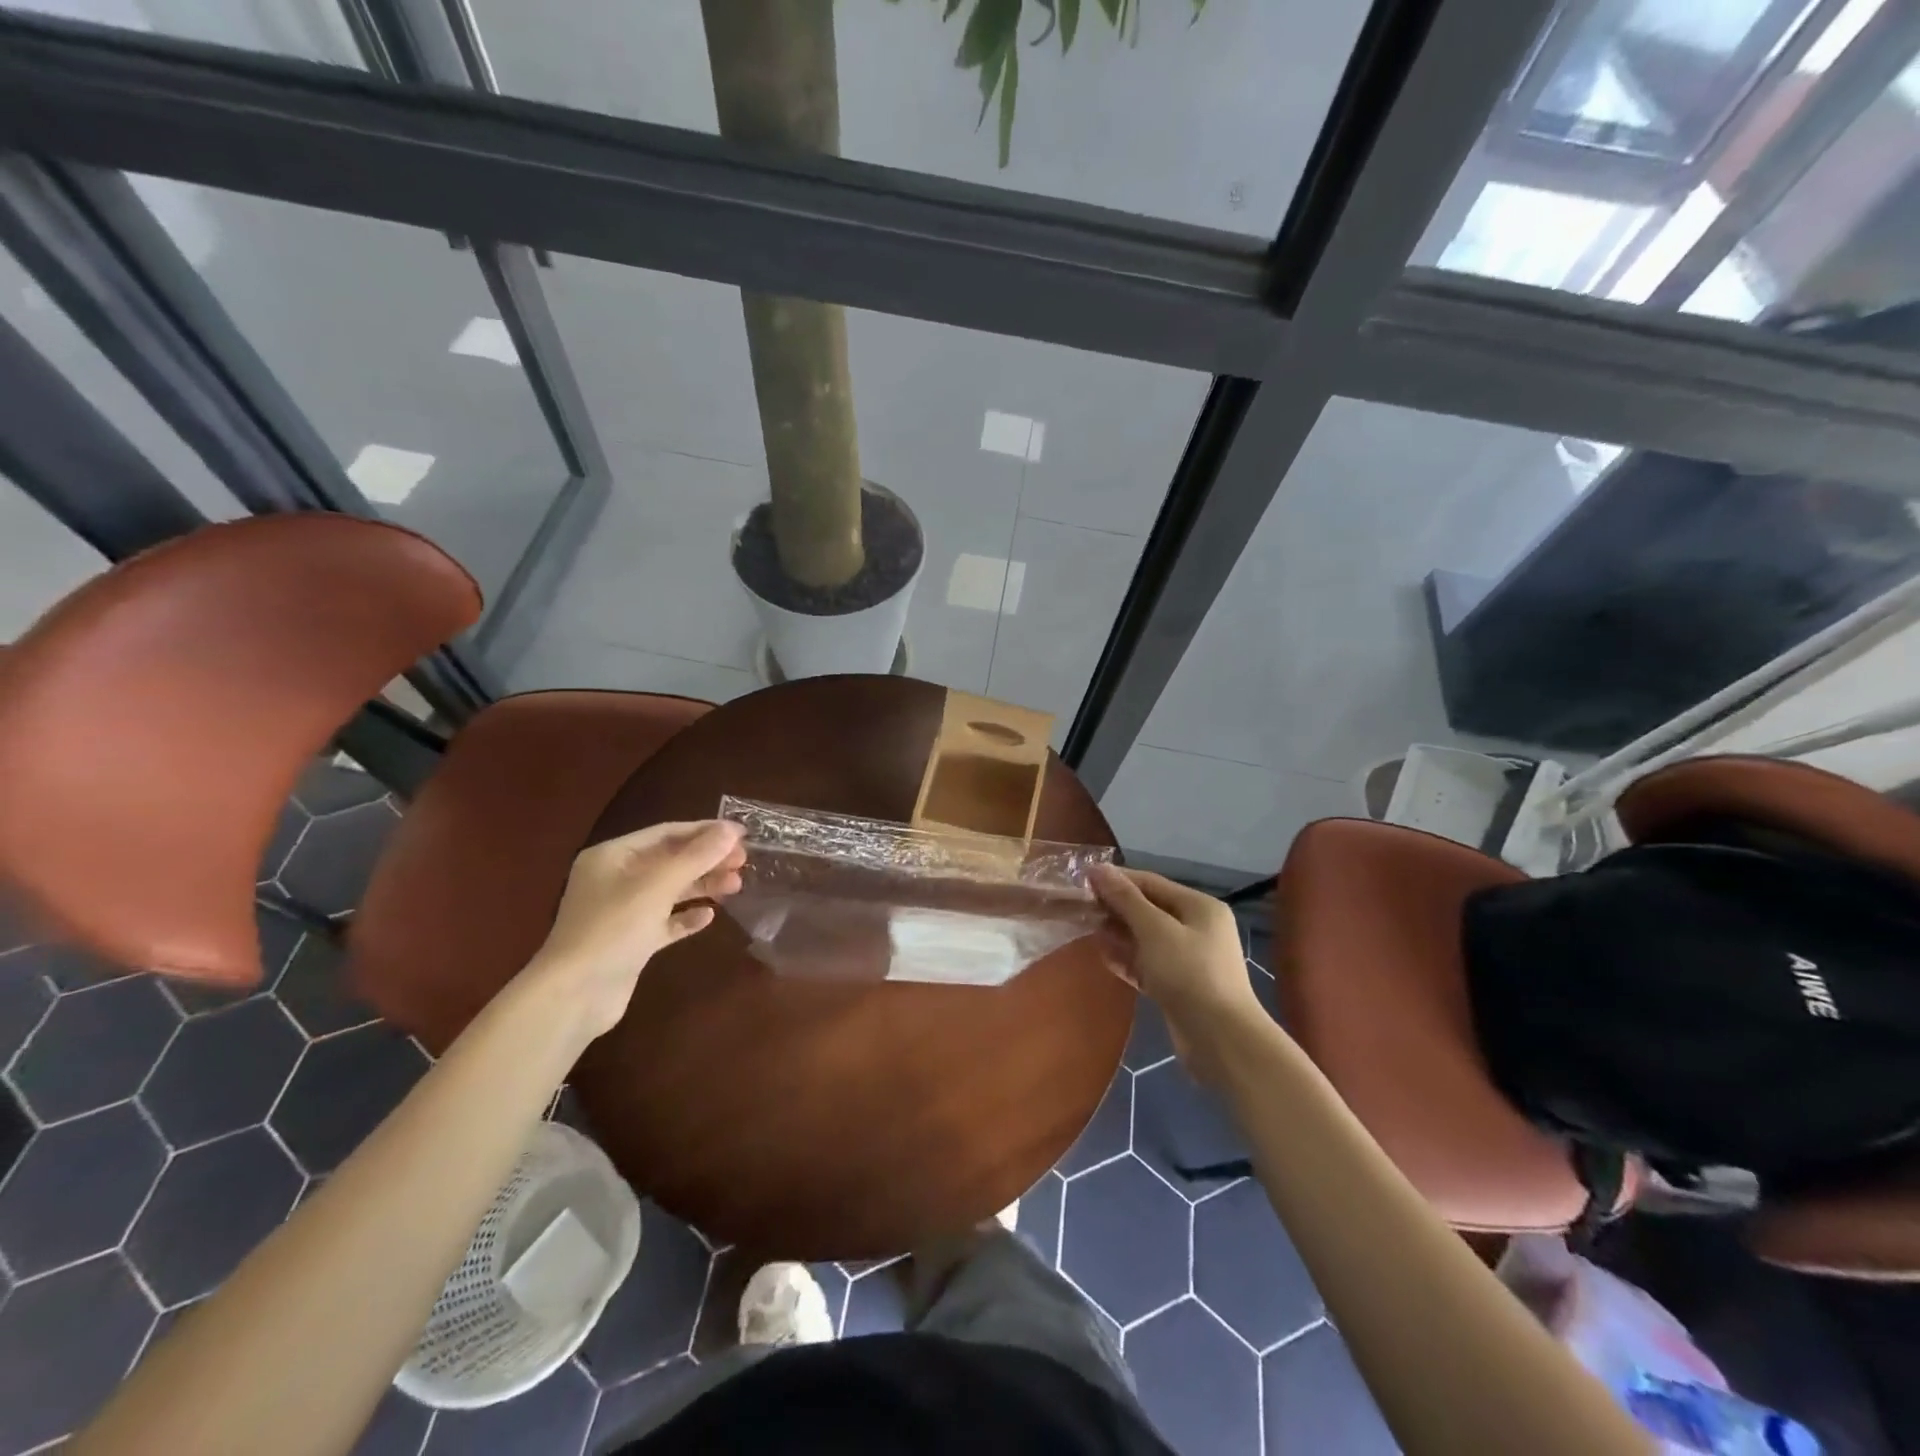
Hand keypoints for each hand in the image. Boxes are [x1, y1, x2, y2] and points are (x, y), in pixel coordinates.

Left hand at [523, 820, 745, 1039]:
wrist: (574, 997)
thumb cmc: (613, 929)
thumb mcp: (658, 886)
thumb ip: (697, 856)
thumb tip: (731, 830)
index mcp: (613, 856)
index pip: (666, 833)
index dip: (705, 831)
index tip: (741, 834)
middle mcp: (615, 879)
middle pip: (670, 861)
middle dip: (707, 859)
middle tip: (744, 862)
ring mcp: (622, 912)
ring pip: (670, 891)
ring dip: (702, 885)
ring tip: (736, 886)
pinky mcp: (631, 942)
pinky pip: (665, 922)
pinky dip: (686, 917)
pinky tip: (709, 916)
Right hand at [1090, 866, 1266, 1084]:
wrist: (1221, 1040)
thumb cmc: (1189, 974)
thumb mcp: (1155, 930)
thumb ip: (1126, 899)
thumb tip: (1099, 869)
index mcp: (1199, 907)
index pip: (1151, 883)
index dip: (1117, 880)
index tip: (1083, 880)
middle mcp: (1197, 928)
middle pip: (1149, 910)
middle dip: (1116, 908)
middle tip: (1081, 909)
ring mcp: (1189, 959)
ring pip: (1146, 938)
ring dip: (1119, 934)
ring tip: (1088, 931)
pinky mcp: (1179, 986)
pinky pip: (1149, 964)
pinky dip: (1128, 960)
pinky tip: (1105, 959)